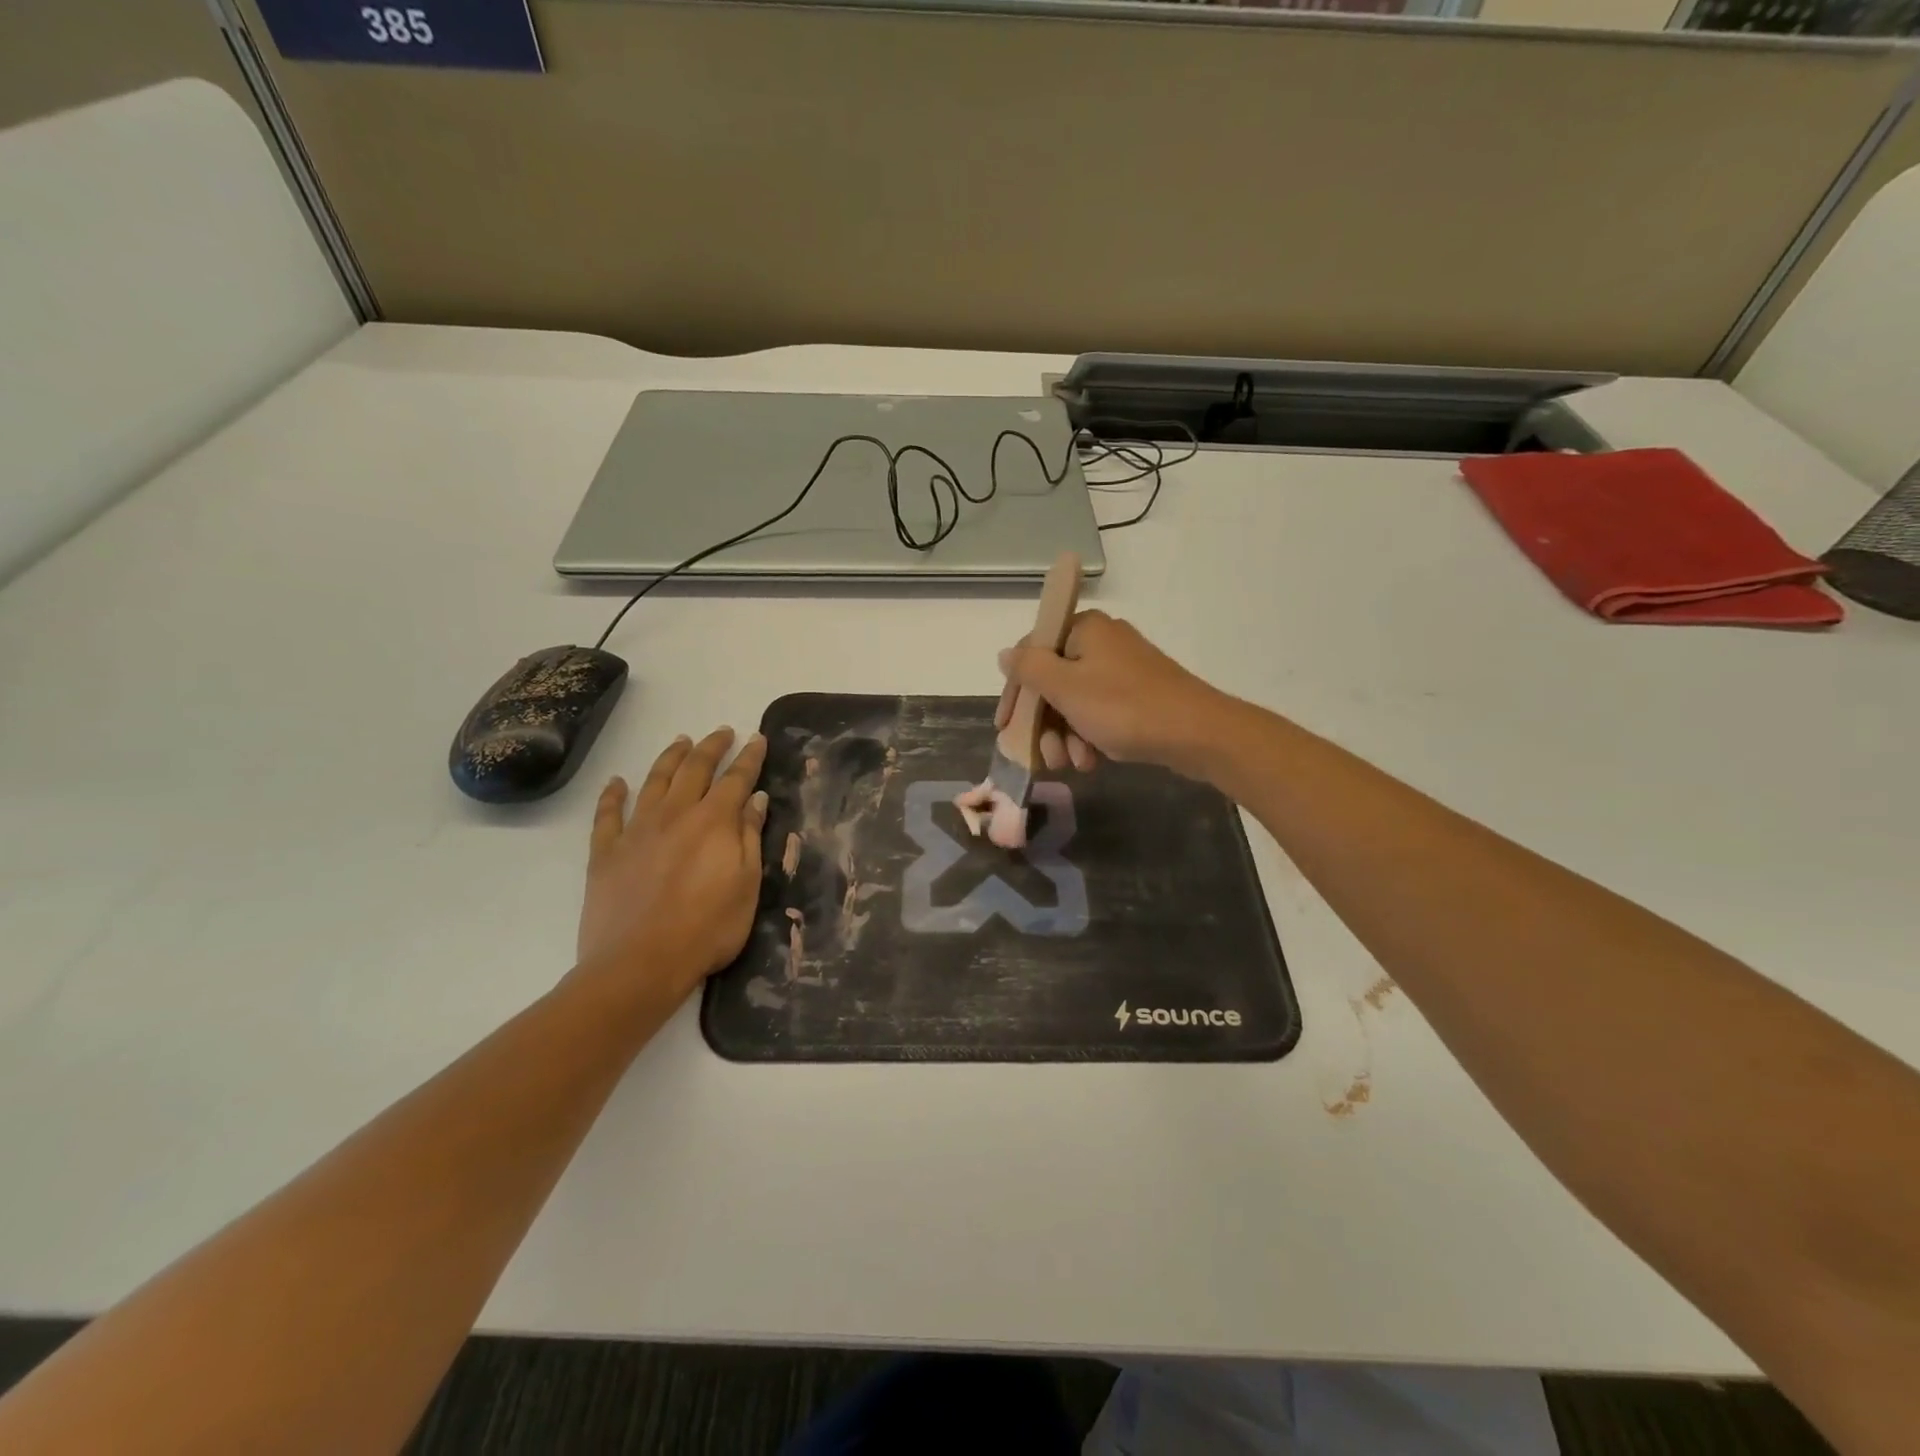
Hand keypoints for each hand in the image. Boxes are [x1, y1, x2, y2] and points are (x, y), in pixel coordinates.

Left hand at [577, 727, 768, 1003]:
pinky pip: (607, 814)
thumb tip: (755, 799)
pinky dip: (613, 794)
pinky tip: (617, 782)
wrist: (639, 963)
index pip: (736, 779)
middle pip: (695, 770)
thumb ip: (749, 837)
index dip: (749, 757)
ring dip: (670, 758)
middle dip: (711, 747)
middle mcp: (675, 814)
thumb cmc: (707, 929)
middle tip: (722, 732)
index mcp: (713, 822)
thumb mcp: (746, 885)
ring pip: (654, 781)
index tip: (757, 738)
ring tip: (681, 742)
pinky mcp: (606, 852)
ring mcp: (636, 831)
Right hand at [996, 611, 1237, 779]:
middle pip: (1053, 683)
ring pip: (1075, 703)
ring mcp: (1122, 670)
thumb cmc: (1124, 707)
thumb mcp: (1066, 687)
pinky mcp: (1138, 695)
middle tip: (1044, 757)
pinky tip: (1092, 761)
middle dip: (1045, 725)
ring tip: (1074, 764)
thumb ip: (1029, 668)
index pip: (1031, 653)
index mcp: (1084, 629)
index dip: (1015, 693)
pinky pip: (1099, 713)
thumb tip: (1005, 654)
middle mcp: (1102, 643)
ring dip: (1066, 737)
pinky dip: (1090, 737)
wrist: (1197, 733)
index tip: (1005, 727)